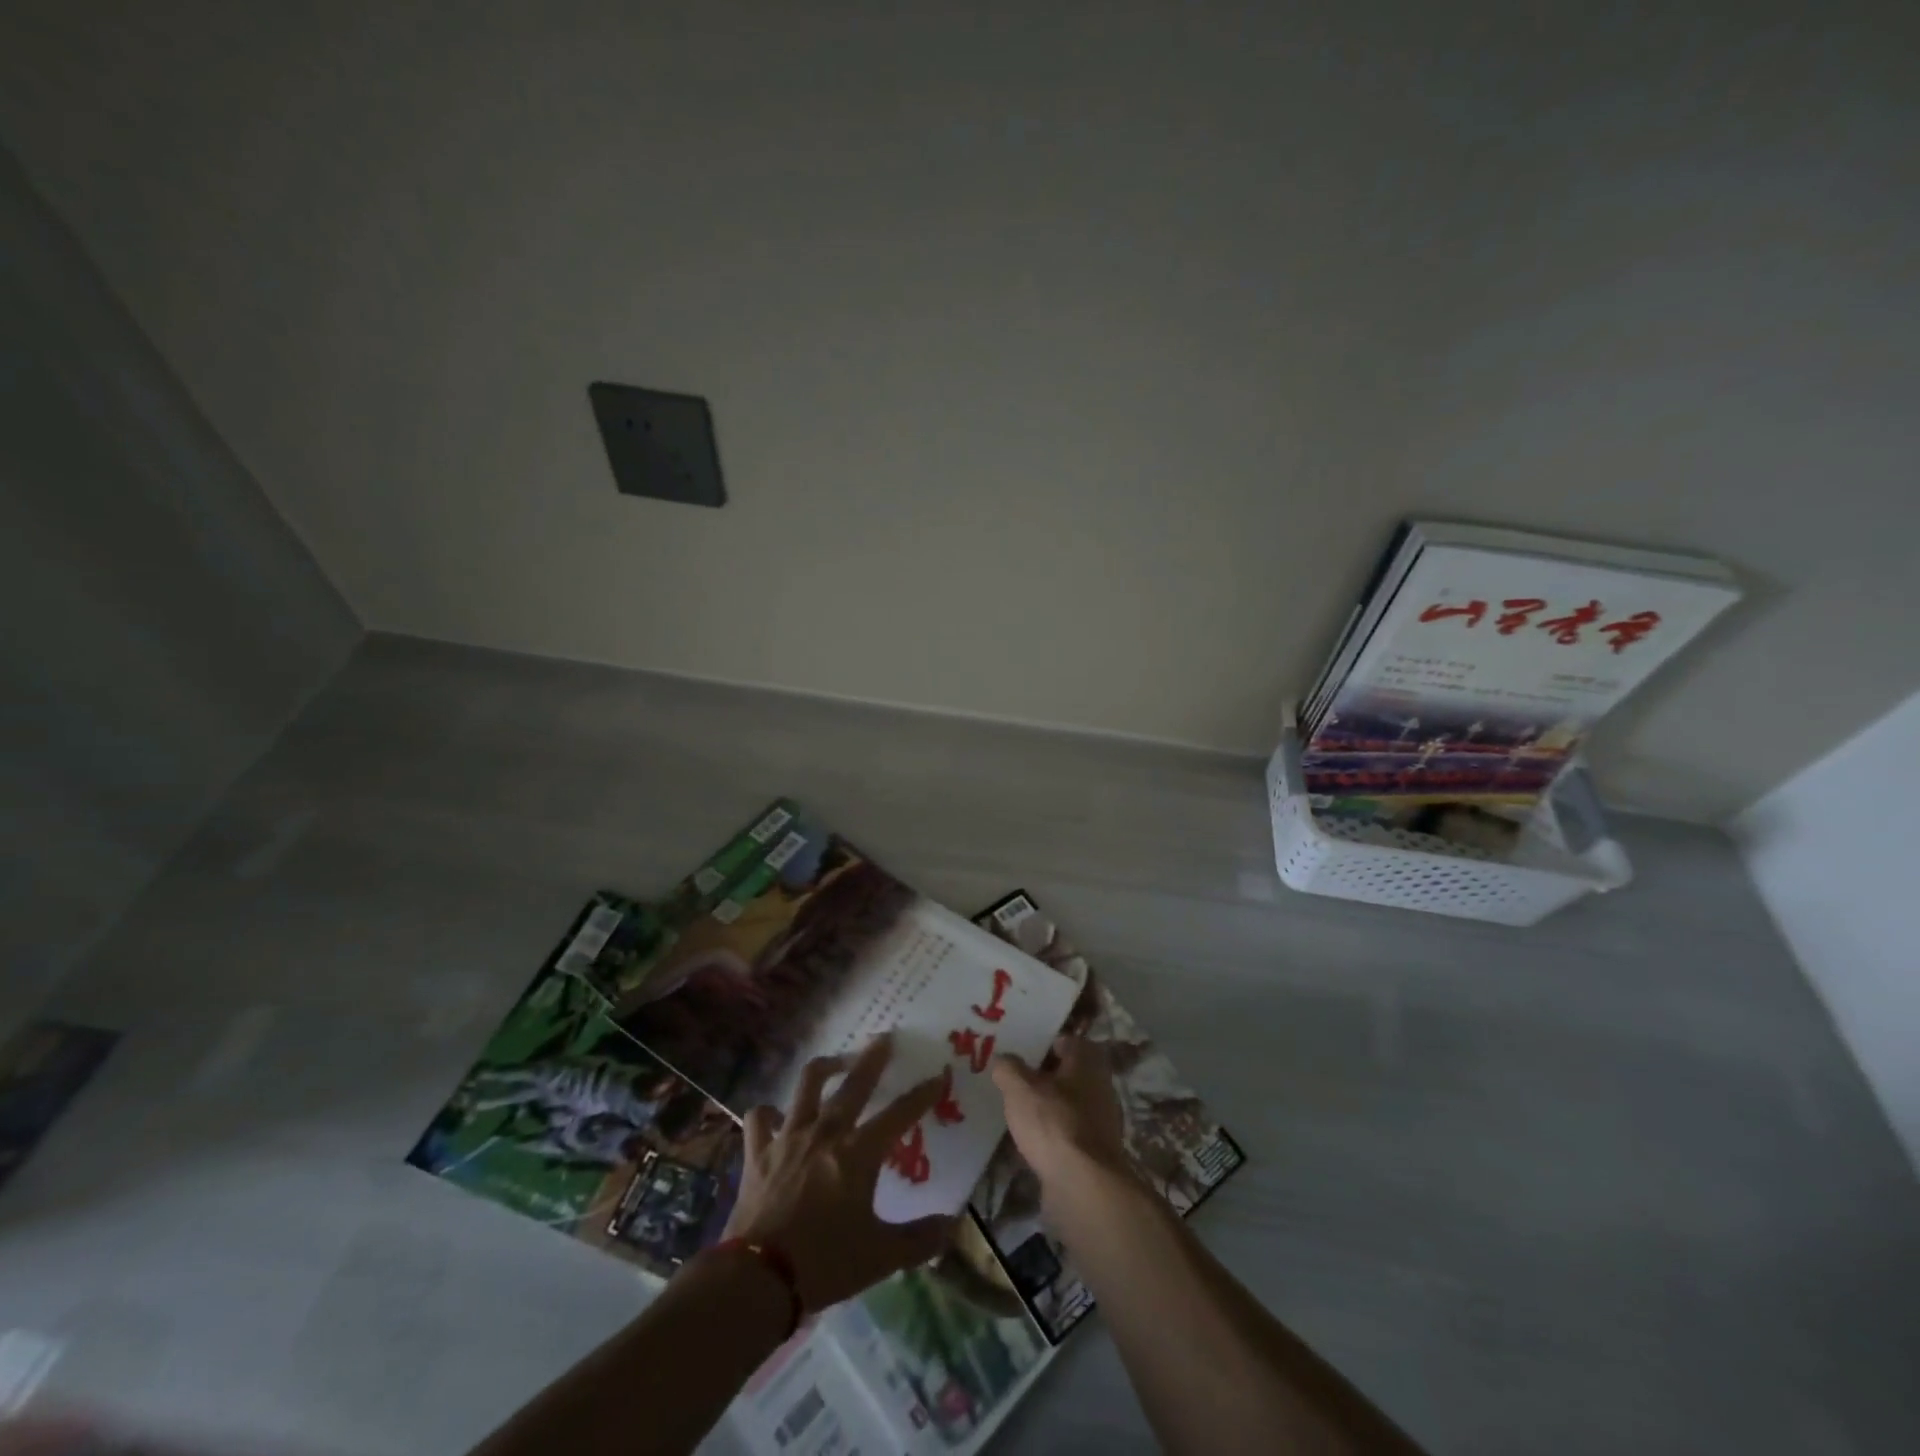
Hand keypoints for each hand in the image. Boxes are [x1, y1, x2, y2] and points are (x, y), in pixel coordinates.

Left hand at [724, 1035, 954, 1310]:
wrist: (758, 1279)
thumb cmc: (825, 1263)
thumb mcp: (880, 1256)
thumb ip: (919, 1239)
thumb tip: (951, 1226)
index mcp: (858, 1153)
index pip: (899, 1114)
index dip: (921, 1095)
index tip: (938, 1076)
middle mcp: (826, 1133)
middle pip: (853, 1083)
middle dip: (873, 1058)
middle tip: (884, 1037)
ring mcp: (789, 1138)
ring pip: (807, 1085)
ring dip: (824, 1068)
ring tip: (836, 1062)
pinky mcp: (758, 1152)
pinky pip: (760, 1118)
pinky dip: (769, 1113)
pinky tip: (776, 1115)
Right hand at [991, 1035, 1129, 1198]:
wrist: (1084, 1185)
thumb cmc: (1053, 1123)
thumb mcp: (1019, 1088)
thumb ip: (1009, 1068)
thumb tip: (1004, 1060)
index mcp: (1087, 1061)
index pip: (1066, 1042)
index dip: (1044, 1045)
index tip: (1021, 1053)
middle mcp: (1101, 1086)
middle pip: (1069, 1074)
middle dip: (1044, 1078)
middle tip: (1016, 1083)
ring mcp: (1102, 1121)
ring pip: (1070, 1105)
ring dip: (1049, 1108)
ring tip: (1020, 1113)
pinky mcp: (1096, 1152)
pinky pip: (1070, 1134)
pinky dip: (1054, 1135)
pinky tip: (1033, 1143)